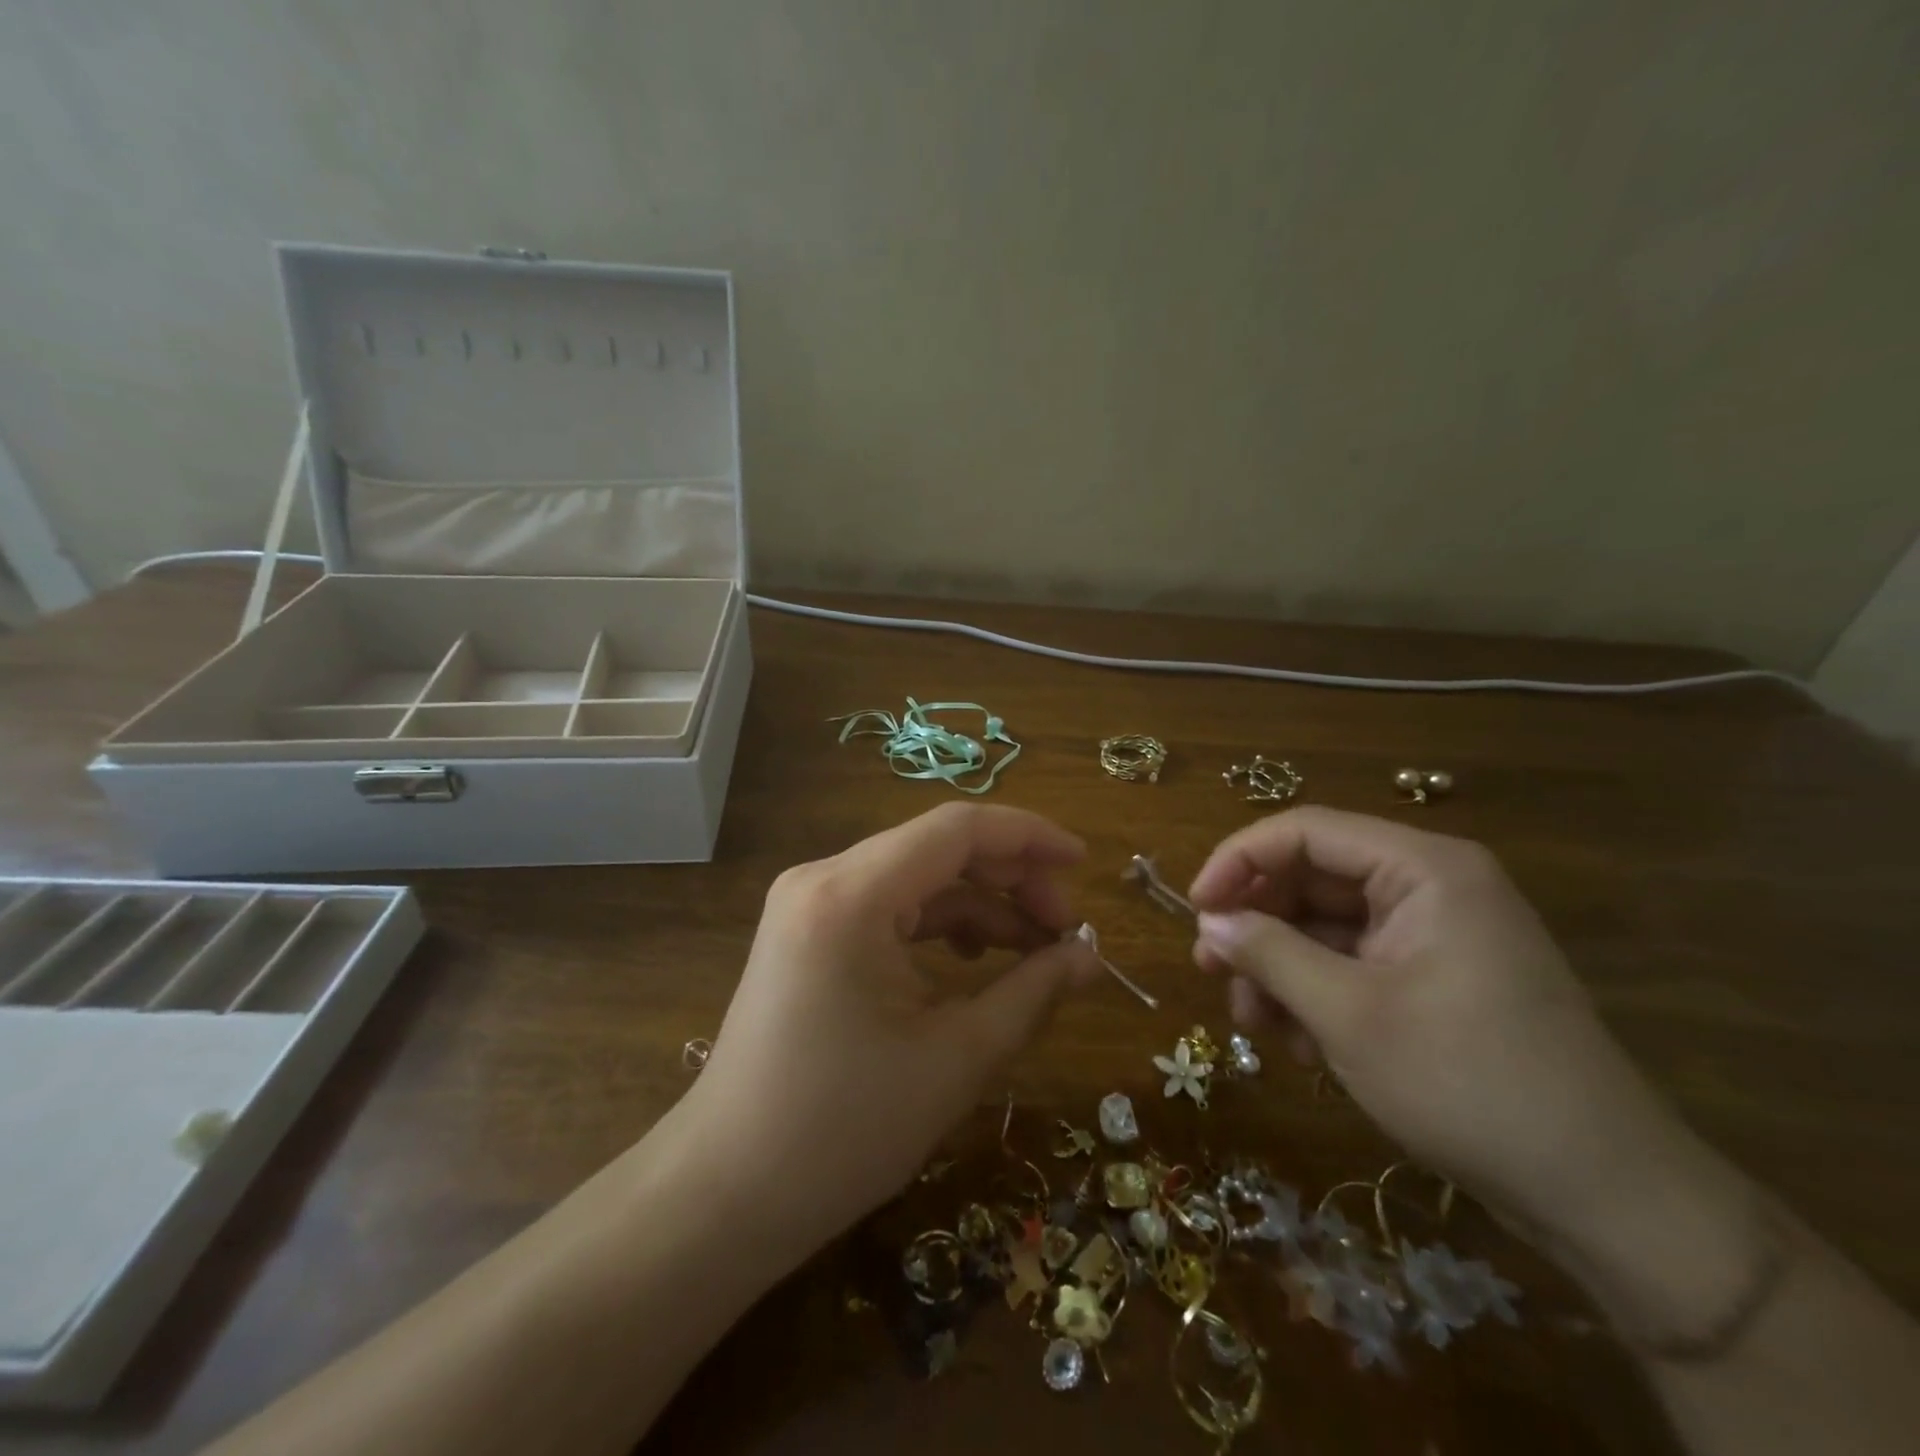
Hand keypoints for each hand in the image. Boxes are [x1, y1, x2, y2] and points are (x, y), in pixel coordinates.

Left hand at [681, 803, 1101, 1252]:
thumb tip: (1090, 956)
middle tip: (1066, 927)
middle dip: (1010, 879)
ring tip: (1034, 949)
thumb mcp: (956, 1059)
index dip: (1028, 836)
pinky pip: (887, 906)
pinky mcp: (807, 931)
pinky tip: (972, 960)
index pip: (956, 829)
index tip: (1084, 862)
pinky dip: (938, 924)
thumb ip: (1032, 992)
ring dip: (978, 905)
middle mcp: (822, 878)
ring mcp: (808, 903)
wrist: (726, 1193)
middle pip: (936, 848)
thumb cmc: (843, 1131)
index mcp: (851, 895)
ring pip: (915, 877)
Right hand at [1187, 806, 1702, 1244]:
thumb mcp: (1348, 1015)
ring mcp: (1434, 934)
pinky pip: (1353, 963)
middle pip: (1312, 878)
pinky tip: (1297, 1043)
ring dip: (1279, 967)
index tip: (1195, 909)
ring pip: (1325, 926)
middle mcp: (1429, 886)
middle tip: (1210, 970)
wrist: (1604, 1197)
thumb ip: (1269, 954)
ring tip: (1253, 1022)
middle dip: (1257, 924)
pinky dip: (1314, 993)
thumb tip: (1208, 922)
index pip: (1305, 831)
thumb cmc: (1468, 1083)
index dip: (1239, 861)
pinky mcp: (1434, 978)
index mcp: (1423, 869)